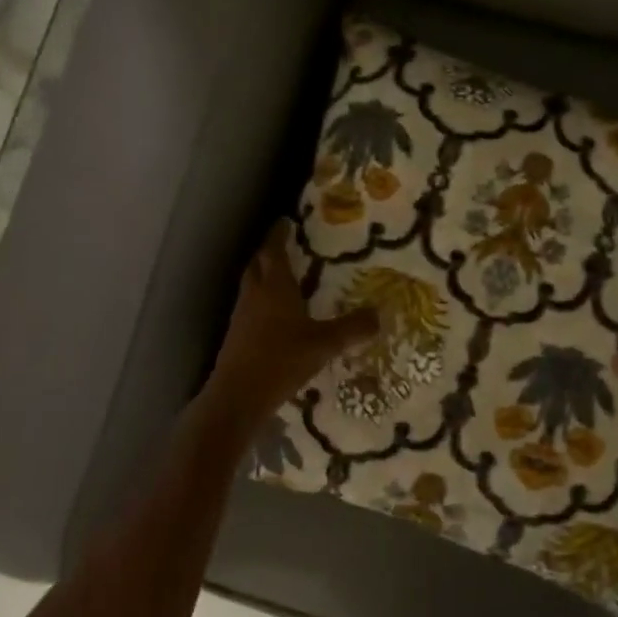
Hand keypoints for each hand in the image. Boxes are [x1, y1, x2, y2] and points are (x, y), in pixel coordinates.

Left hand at [203, 222, 378, 431]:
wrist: (239, 396)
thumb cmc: (281, 360)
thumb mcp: (324, 344)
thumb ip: (352, 328)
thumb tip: (380, 314)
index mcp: (274, 287)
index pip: (274, 250)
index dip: (279, 234)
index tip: (286, 221)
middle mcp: (255, 295)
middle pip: (258, 263)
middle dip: (269, 251)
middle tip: (285, 245)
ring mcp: (242, 315)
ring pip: (251, 284)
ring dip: (264, 275)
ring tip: (283, 276)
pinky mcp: (237, 335)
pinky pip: (250, 306)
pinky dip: (262, 300)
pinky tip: (276, 314)